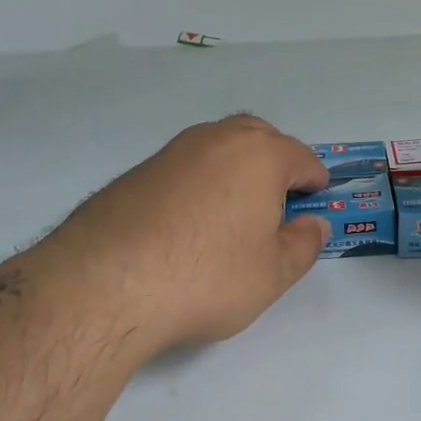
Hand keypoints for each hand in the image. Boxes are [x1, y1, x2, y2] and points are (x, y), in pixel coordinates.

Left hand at [35, 115, 329, 352]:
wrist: (105, 282)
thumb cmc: (206, 276)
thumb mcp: (271, 274)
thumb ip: (303, 245)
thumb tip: (314, 224)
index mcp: (259, 154)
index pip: (302, 157)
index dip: (315, 183)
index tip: (315, 207)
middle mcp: (216, 139)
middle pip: (260, 138)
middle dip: (277, 164)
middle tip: (278, 205)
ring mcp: (173, 151)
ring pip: (219, 148)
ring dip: (236, 170)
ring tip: (235, 214)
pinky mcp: (138, 171)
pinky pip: (186, 167)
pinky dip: (200, 183)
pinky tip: (190, 223)